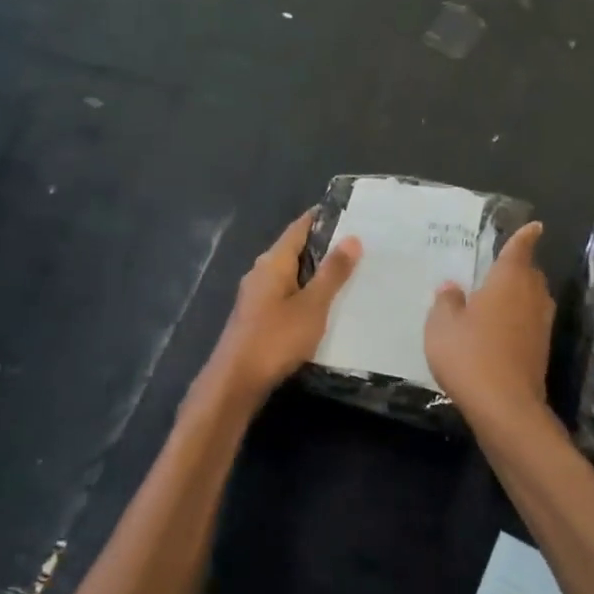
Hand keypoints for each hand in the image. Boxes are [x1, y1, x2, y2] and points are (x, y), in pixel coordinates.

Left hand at [203, 210, 360, 403]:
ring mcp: (255, 296)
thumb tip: (352, 237)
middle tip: (358, 245)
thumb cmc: (276, 338)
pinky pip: (285, 295)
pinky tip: (322, 305)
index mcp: (273, 262)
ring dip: (314, 273)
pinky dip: (305, 293)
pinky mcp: (256, 317)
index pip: (299, 228)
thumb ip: (332, 273)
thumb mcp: (312, 305)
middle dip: (323, 246)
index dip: (321, 218)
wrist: (236, 381)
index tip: (349, 213)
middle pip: (294, 250)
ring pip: (290, 274)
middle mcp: (261, 272)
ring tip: (347, 274)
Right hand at [425, 221, 554, 419]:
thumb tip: (452, 288)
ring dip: (520, 295)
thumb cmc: (469, 355)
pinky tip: (498, 330)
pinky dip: (519, 319)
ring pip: (534, 299)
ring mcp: (540, 325)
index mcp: (508, 281)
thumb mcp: (442, 326)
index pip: (520, 250)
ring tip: (496, 298)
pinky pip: (531, 322)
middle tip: (499, 268)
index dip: (525, 237)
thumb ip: (446, 302)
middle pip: (530, 274)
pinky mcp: (541, 350)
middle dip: (519, 268)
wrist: (504, 406)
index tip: (534, 227)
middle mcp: (531, 297)